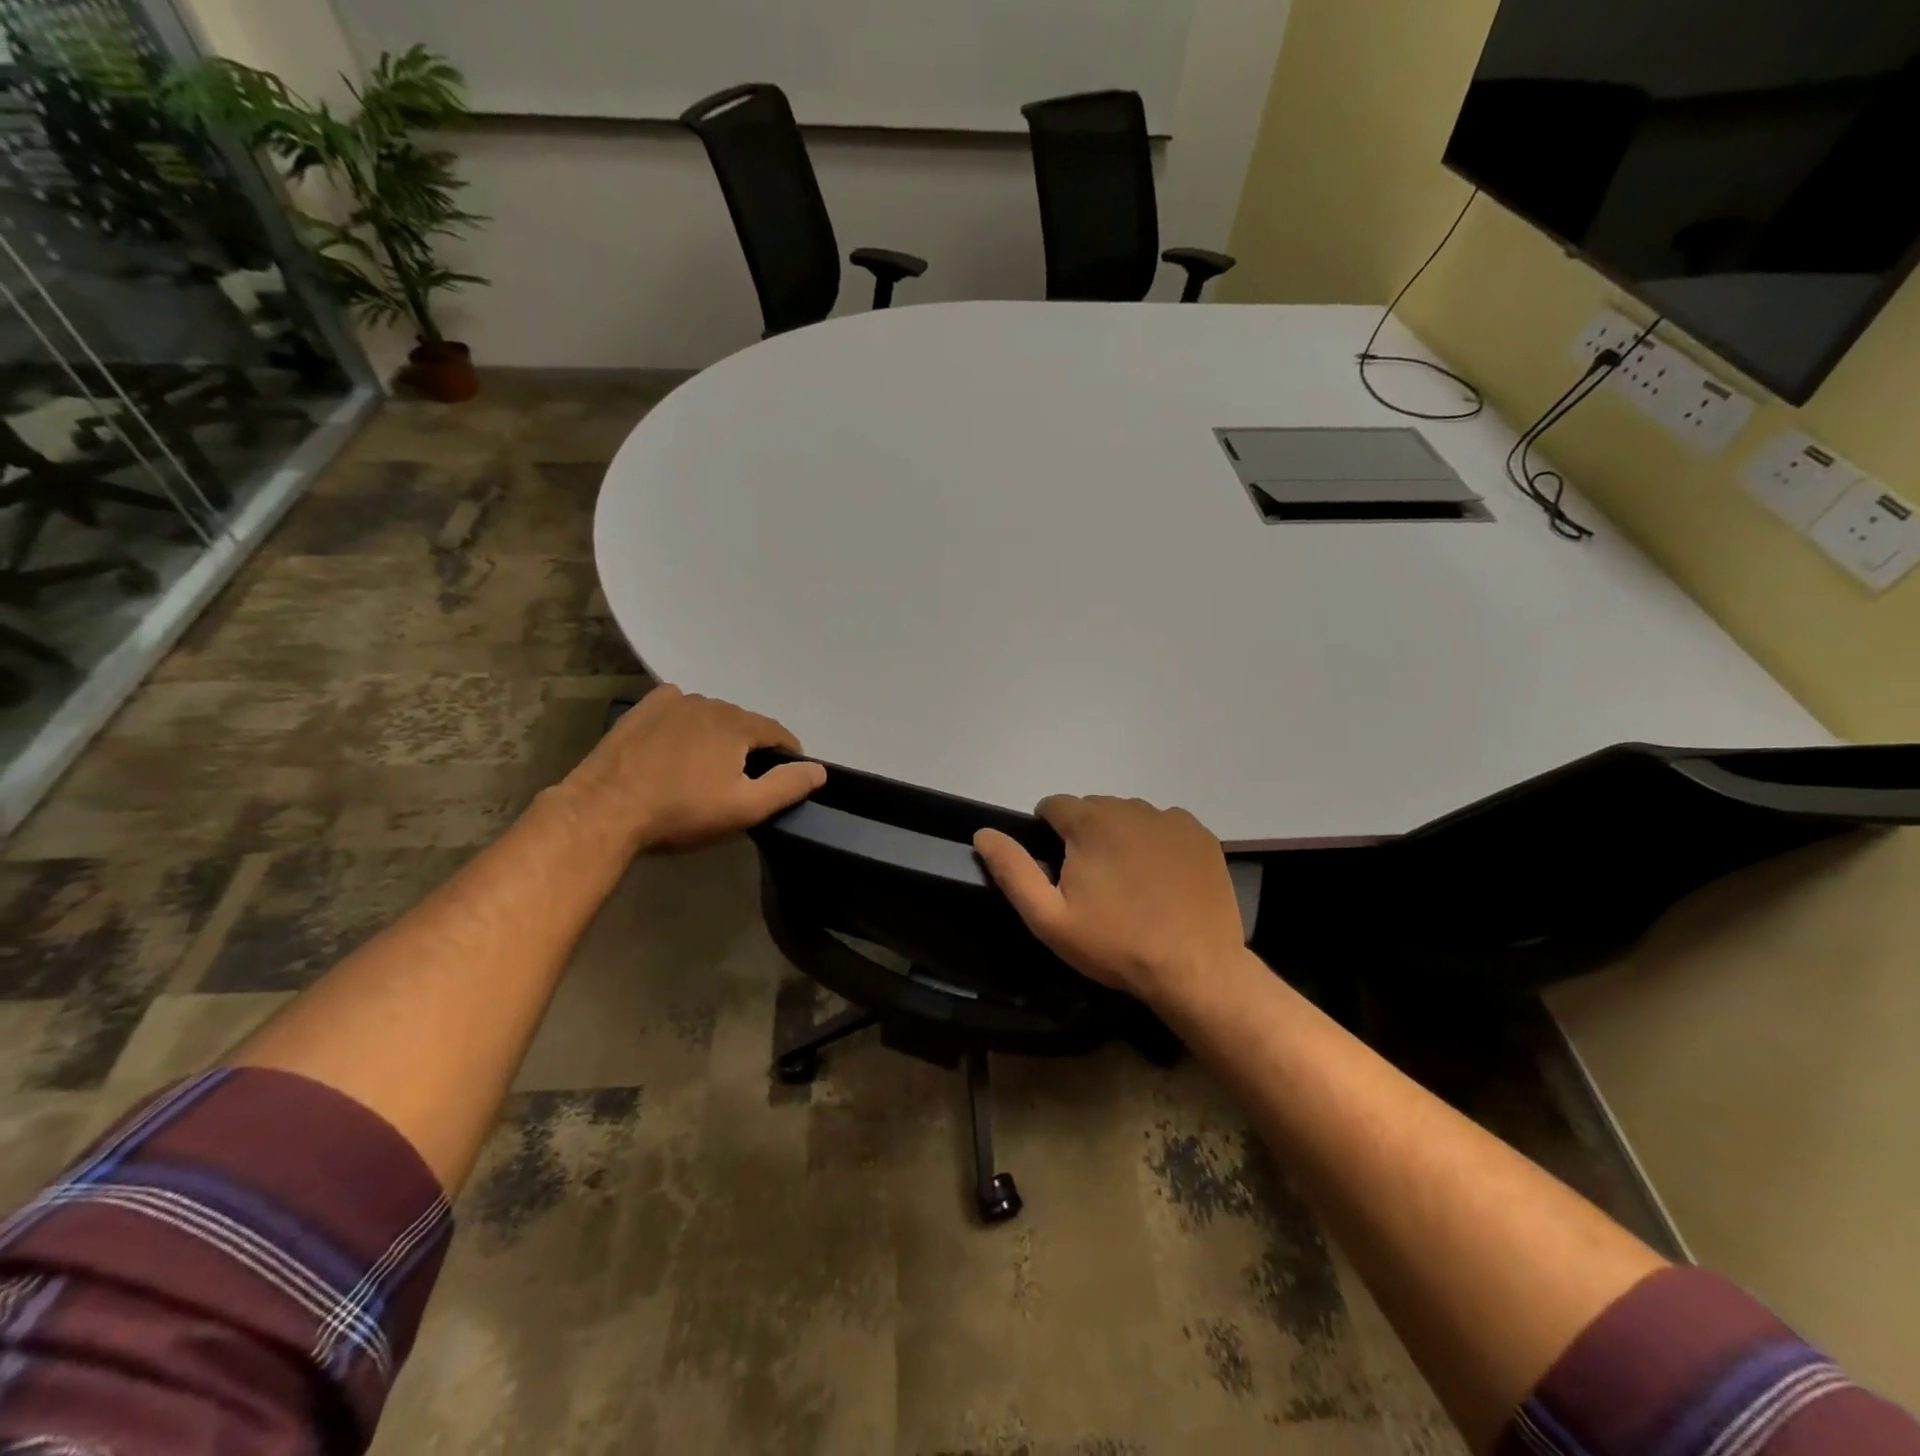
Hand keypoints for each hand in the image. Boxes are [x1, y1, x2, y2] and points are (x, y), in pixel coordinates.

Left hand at [560, 685, 825, 853]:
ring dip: (717, 737)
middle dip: (749, 748)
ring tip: (705, 769)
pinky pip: (678, 709)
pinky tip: (676, 747)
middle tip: (739, 782)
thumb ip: (787, 786)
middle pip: (744, 724)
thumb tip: (819, 770)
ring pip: (711, 717)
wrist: (605, 810)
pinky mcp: (643, 709)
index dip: (787, 755)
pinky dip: (686, 724)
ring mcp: (673, 701)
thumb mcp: (744, 808)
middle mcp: (710, 702)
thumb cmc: (681, 812)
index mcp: (738, 723)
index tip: (783, 778)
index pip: (778, 733)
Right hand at [973, 796, 1244, 1007]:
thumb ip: (1013, 870)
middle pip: (1092, 809)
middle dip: (1084, 836)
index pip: (1053, 805)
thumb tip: (984, 833)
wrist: (1195, 968)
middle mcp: (1130, 807)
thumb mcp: (1050, 918)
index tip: (1057, 871)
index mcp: (1090, 821)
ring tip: (1128, 883)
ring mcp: (1170, 819)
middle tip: (1093, 884)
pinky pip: (1164, 826)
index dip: (1048, 835)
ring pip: (1128, 816)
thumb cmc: (1115, 944)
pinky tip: (1161, 879)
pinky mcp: (1199, 834)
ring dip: (1119, 837)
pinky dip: (1156, 843)